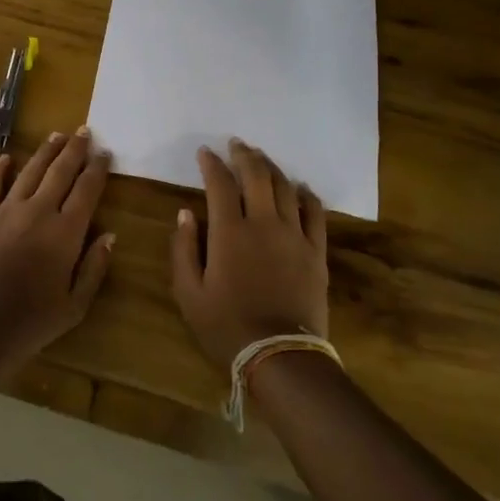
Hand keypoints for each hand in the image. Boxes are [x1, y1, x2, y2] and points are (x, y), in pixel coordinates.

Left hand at [0, 127, 115, 375]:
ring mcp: (4, 210)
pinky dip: (0, 169)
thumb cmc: (28, 323)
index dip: (97, 169)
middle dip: (74, 150)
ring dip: (45, 152)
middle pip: (60, 172)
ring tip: (56, 136)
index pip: (87, 191)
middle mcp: (38, 212)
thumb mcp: (74, 307)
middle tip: (84, 131)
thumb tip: (109, 235)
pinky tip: (7, 158)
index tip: (105, 152)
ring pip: (29, 172)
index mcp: (66, 233)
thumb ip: (93, 268)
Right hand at [170, 139, 327, 371]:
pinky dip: (306, 194)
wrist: (279, 356)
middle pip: (257, 175)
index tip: (205, 152)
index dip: (211, 164)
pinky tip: (299, 187)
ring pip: (285, 188)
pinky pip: (315, 212)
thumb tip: (186, 213)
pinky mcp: (315, 251)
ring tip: (261, 158)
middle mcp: (263, 223)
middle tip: (236, 144)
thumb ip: (183, 248)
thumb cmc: (226, 326)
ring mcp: (294, 235)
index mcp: (229, 232)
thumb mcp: (188, 292)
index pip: (219, 184)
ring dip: (272, 168)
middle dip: (244, 155)